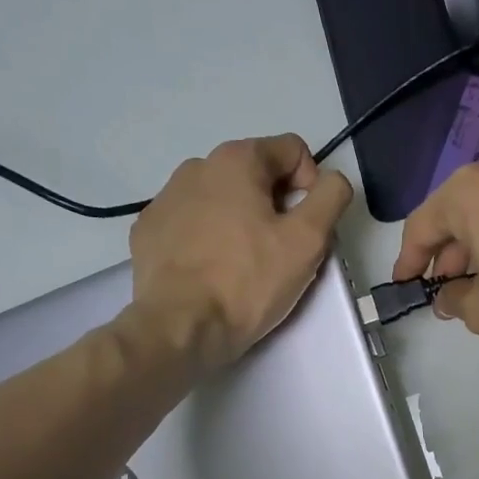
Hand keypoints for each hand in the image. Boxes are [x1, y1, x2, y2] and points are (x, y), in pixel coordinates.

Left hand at [128, 134, 351, 372]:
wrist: (179, 328)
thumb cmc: (248, 282)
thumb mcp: (308, 240)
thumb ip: (331, 197)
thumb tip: (331, 180)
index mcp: (236, 160)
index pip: (292, 151)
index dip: (311, 186)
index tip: (306, 227)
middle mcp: (196, 167)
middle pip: (255, 175)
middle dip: (275, 206)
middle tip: (279, 253)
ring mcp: (165, 198)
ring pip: (221, 200)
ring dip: (240, 222)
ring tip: (243, 265)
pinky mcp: (147, 232)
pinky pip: (191, 224)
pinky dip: (207, 240)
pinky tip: (211, 272)